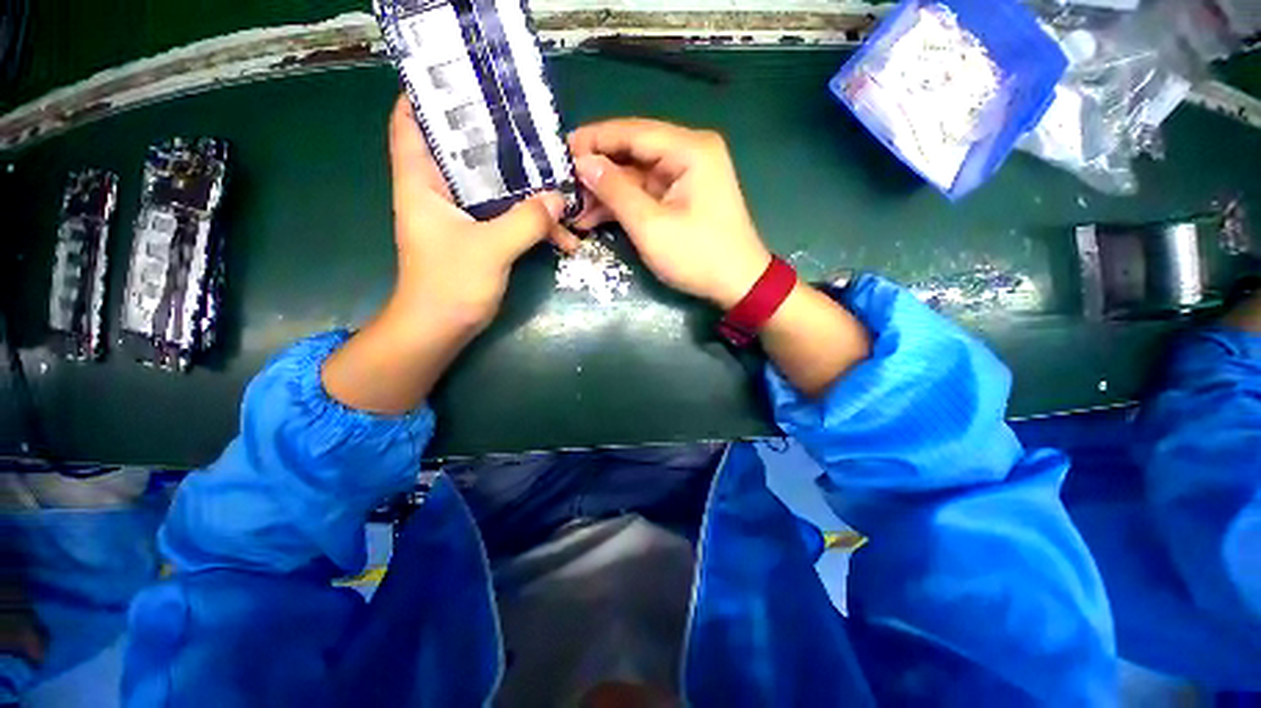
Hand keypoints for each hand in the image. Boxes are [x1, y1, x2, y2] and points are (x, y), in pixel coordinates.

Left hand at [388, 94, 577, 333]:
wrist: (441, 329)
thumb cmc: (450, 285)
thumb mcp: (490, 248)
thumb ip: (526, 221)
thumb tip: (558, 198)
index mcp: (422, 184)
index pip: (410, 124)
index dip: (427, 98)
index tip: (464, 83)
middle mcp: (439, 194)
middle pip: (463, 152)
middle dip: (497, 141)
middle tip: (532, 130)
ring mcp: (461, 218)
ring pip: (494, 189)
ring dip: (526, 190)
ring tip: (560, 186)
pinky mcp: (479, 239)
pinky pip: (508, 218)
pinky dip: (531, 222)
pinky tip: (560, 233)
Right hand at [568, 119, 771, 308]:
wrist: (738, 284)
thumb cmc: (698, 256)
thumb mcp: (651, 226)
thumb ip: (615, 191)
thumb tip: (583, 163)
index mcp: (689, 149)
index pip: (631, 131)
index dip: (594, 140)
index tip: (560, 151)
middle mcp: (689, 153)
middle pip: (633, 152)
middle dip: (598, 171)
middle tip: (563, 187)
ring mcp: (687, 176)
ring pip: (637, 175)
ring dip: (607, 193)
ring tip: (573, 209)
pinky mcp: (683, 197)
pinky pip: (647, 193)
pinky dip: (623, 205)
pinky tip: (594, 217)